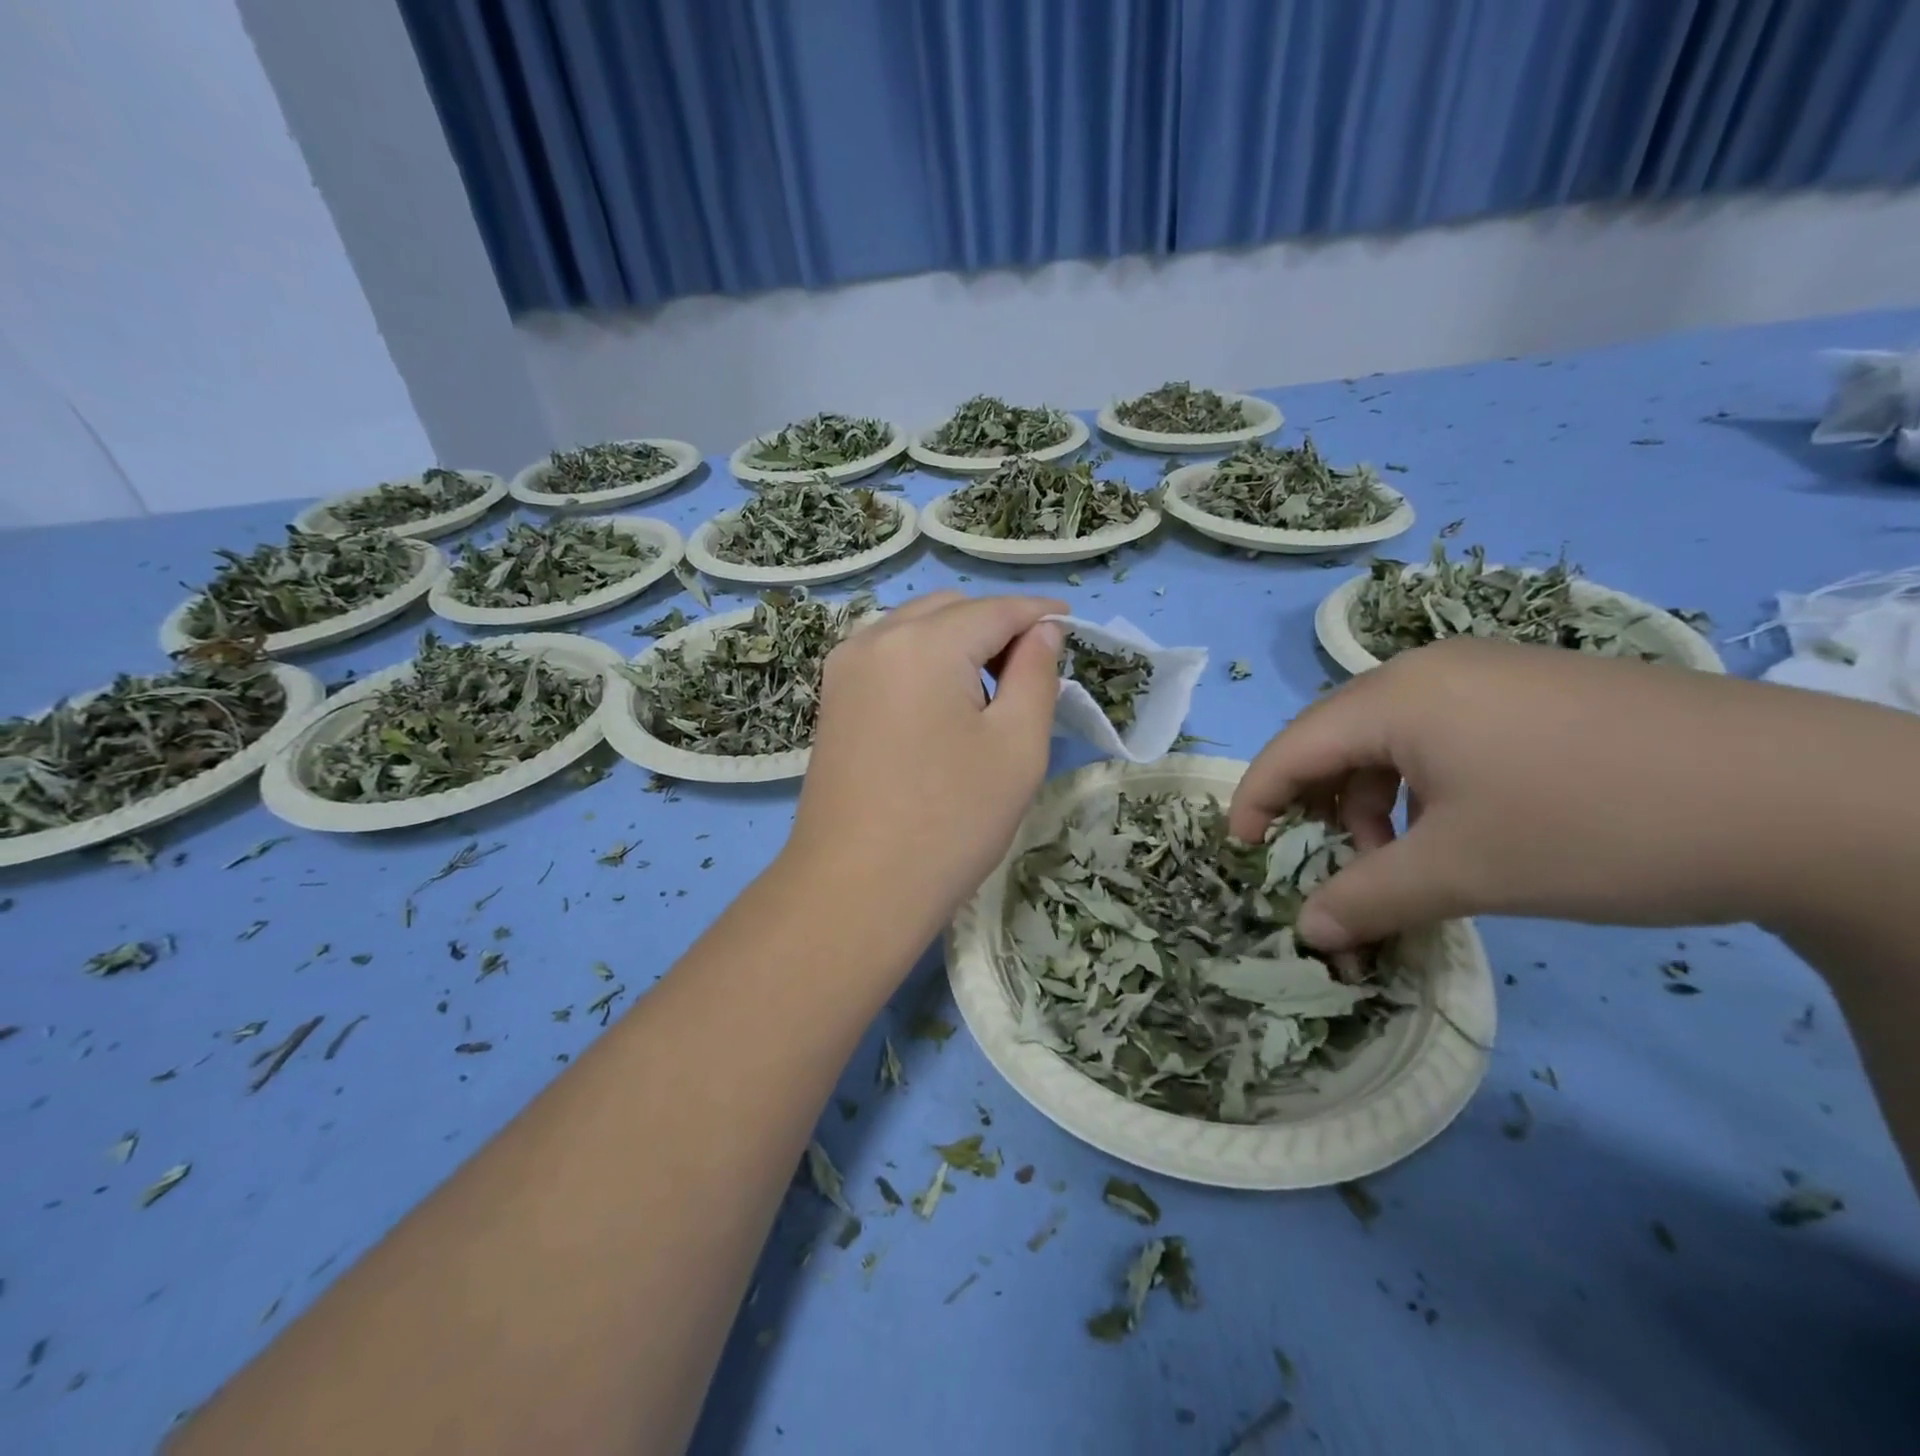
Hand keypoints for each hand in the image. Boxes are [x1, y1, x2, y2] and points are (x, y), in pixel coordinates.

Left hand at [786, 591, 1064, 949]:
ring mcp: (845, 668)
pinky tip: (947, 699)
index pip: (994, 610)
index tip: (1073, 625)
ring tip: (995, 686)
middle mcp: (875, 639)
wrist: (856, 889)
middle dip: (997, 625)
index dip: (1039, 613)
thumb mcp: (1016, 747)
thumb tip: (1043, 631)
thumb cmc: (950, 821)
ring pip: (915, 627)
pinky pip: (889, 654)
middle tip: (1035, 666)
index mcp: (924, 644)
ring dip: (960, 640)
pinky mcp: (833, 699)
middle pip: (950, 609)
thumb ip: (1036, 675)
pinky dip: (926, 659)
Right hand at [1229, 637, 1916, 949]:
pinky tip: (1459, 824)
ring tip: (1404, 856)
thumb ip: (1367, 898)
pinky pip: (1440, 730)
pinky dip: (1422, 782)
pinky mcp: (1533, 687)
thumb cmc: (1594, 827)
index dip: (1255, 801)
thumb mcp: (1464, 872)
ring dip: (1374, 799)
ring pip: (1389, 735)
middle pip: (1335, 736)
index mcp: (1397, 696)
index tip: (1242, 854)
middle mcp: (1429, 668)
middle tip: (1334, 866)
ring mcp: (1487, 671)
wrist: (1804, 796)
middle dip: (1320, 806)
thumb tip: (1307, 931)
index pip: (1291, 747)